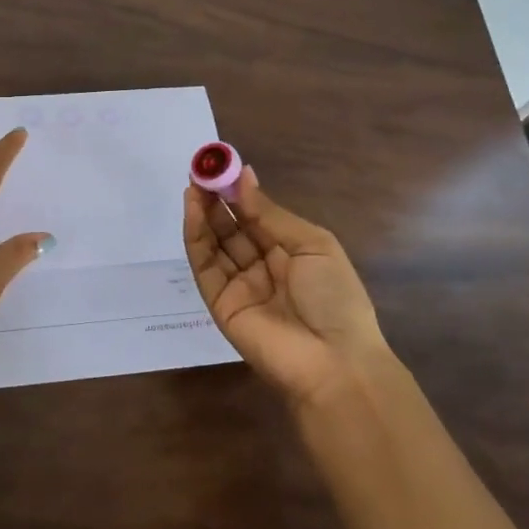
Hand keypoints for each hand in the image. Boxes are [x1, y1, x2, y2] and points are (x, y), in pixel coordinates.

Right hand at [183, 165, 386, 408]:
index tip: (221, 165)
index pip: (257, 216)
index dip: (239, 192)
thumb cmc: (335, 298)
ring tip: (193, 185)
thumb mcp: (312, 245)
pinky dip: (196, 237)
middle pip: (232, 228)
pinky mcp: (219, 303)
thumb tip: (244, 177)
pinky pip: (205, 266)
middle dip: (216, 199)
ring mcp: (239, 286)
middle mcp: (262, 267)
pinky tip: (193, 211)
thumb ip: (270, 214)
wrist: (334, 362)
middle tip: (200, 171)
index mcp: (290, 253)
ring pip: (214, 243)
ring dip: (203, 213)